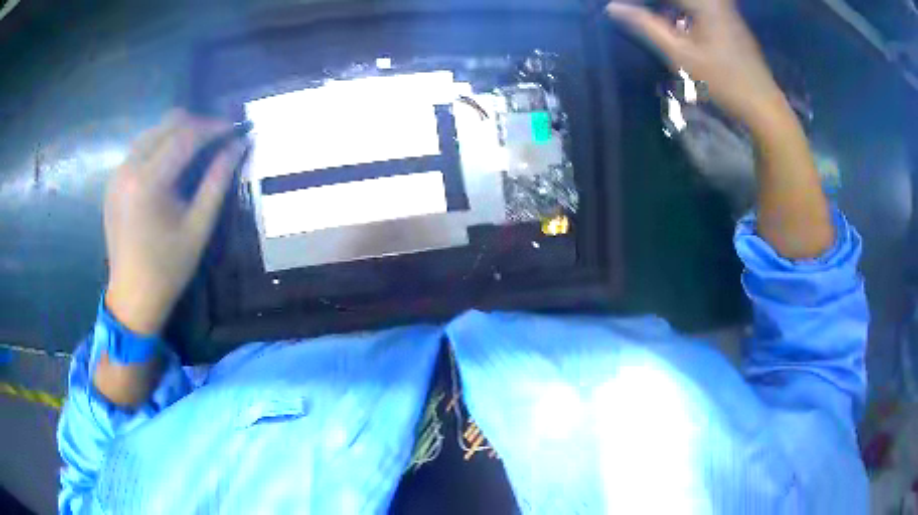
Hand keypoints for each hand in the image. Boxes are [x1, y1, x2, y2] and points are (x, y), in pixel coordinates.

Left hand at [104, 110, 246, 335]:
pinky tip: (172, 164)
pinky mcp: (114, 181)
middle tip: (218, 139)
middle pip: (167, 124)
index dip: (214, 127)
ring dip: (178, 133)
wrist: (132, 296)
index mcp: (148, 182)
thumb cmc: (167, 268)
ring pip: (153, 131)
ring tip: (198, 149)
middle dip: (197, 125)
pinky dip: (160, 146)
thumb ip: (218, 181)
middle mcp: (128, 168)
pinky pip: (140, 148)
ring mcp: (117, 173)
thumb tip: (238, 145)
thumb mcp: (198, 227)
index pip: (185, 136)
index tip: (235, 128)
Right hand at [607, 0, 786, 128]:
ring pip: (685, 2)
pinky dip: (678, 11)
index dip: (637, 1)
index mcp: (704, 1)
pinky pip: (696, 6)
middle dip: (650, 4)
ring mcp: (722, 8)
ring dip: (663, 7)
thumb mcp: (681, 54)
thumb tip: (613, 7)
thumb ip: (646, 26)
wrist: (763, 105)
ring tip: (645, 16)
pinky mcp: (727, 18)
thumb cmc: (724, 81)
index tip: (618, 7)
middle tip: (629, 13)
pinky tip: (671, 23)